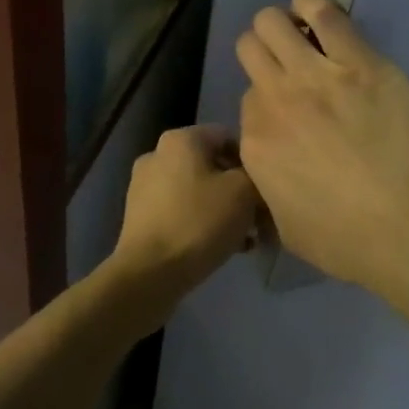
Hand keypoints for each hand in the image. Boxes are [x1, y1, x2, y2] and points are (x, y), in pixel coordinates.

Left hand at [109, 125, 261, 297]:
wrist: (150, 272)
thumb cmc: (200, 222)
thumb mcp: (244, 192)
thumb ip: (256, 175)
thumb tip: (255, 178)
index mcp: (180, 139)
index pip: (228, 137)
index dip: (253, 162)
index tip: (267, 189)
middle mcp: (157, 155)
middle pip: (213, 166)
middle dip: (240, 191)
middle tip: (261, 217)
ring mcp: (144, 186)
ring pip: (198, 191)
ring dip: (225, 209)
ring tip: (247, 238)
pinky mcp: (141, 216)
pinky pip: (182, 211)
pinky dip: (204, 223)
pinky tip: (226, 247)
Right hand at [237, 0, 408, 294]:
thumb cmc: (352, 243)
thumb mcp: (289, 233)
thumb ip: (269, 196)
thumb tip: (269, 181)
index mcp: (255, 145)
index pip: (247, 101)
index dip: (268, 103)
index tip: (289, 112)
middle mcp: (275, 101)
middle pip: (251, 50)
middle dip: (264, 52)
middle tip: (289, 64)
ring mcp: (315, 76)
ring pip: (273, 23)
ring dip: (283, 24)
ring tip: (303, 33)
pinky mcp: (359, 61)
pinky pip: (325, 14)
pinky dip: (314, 6)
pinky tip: (319, 12)